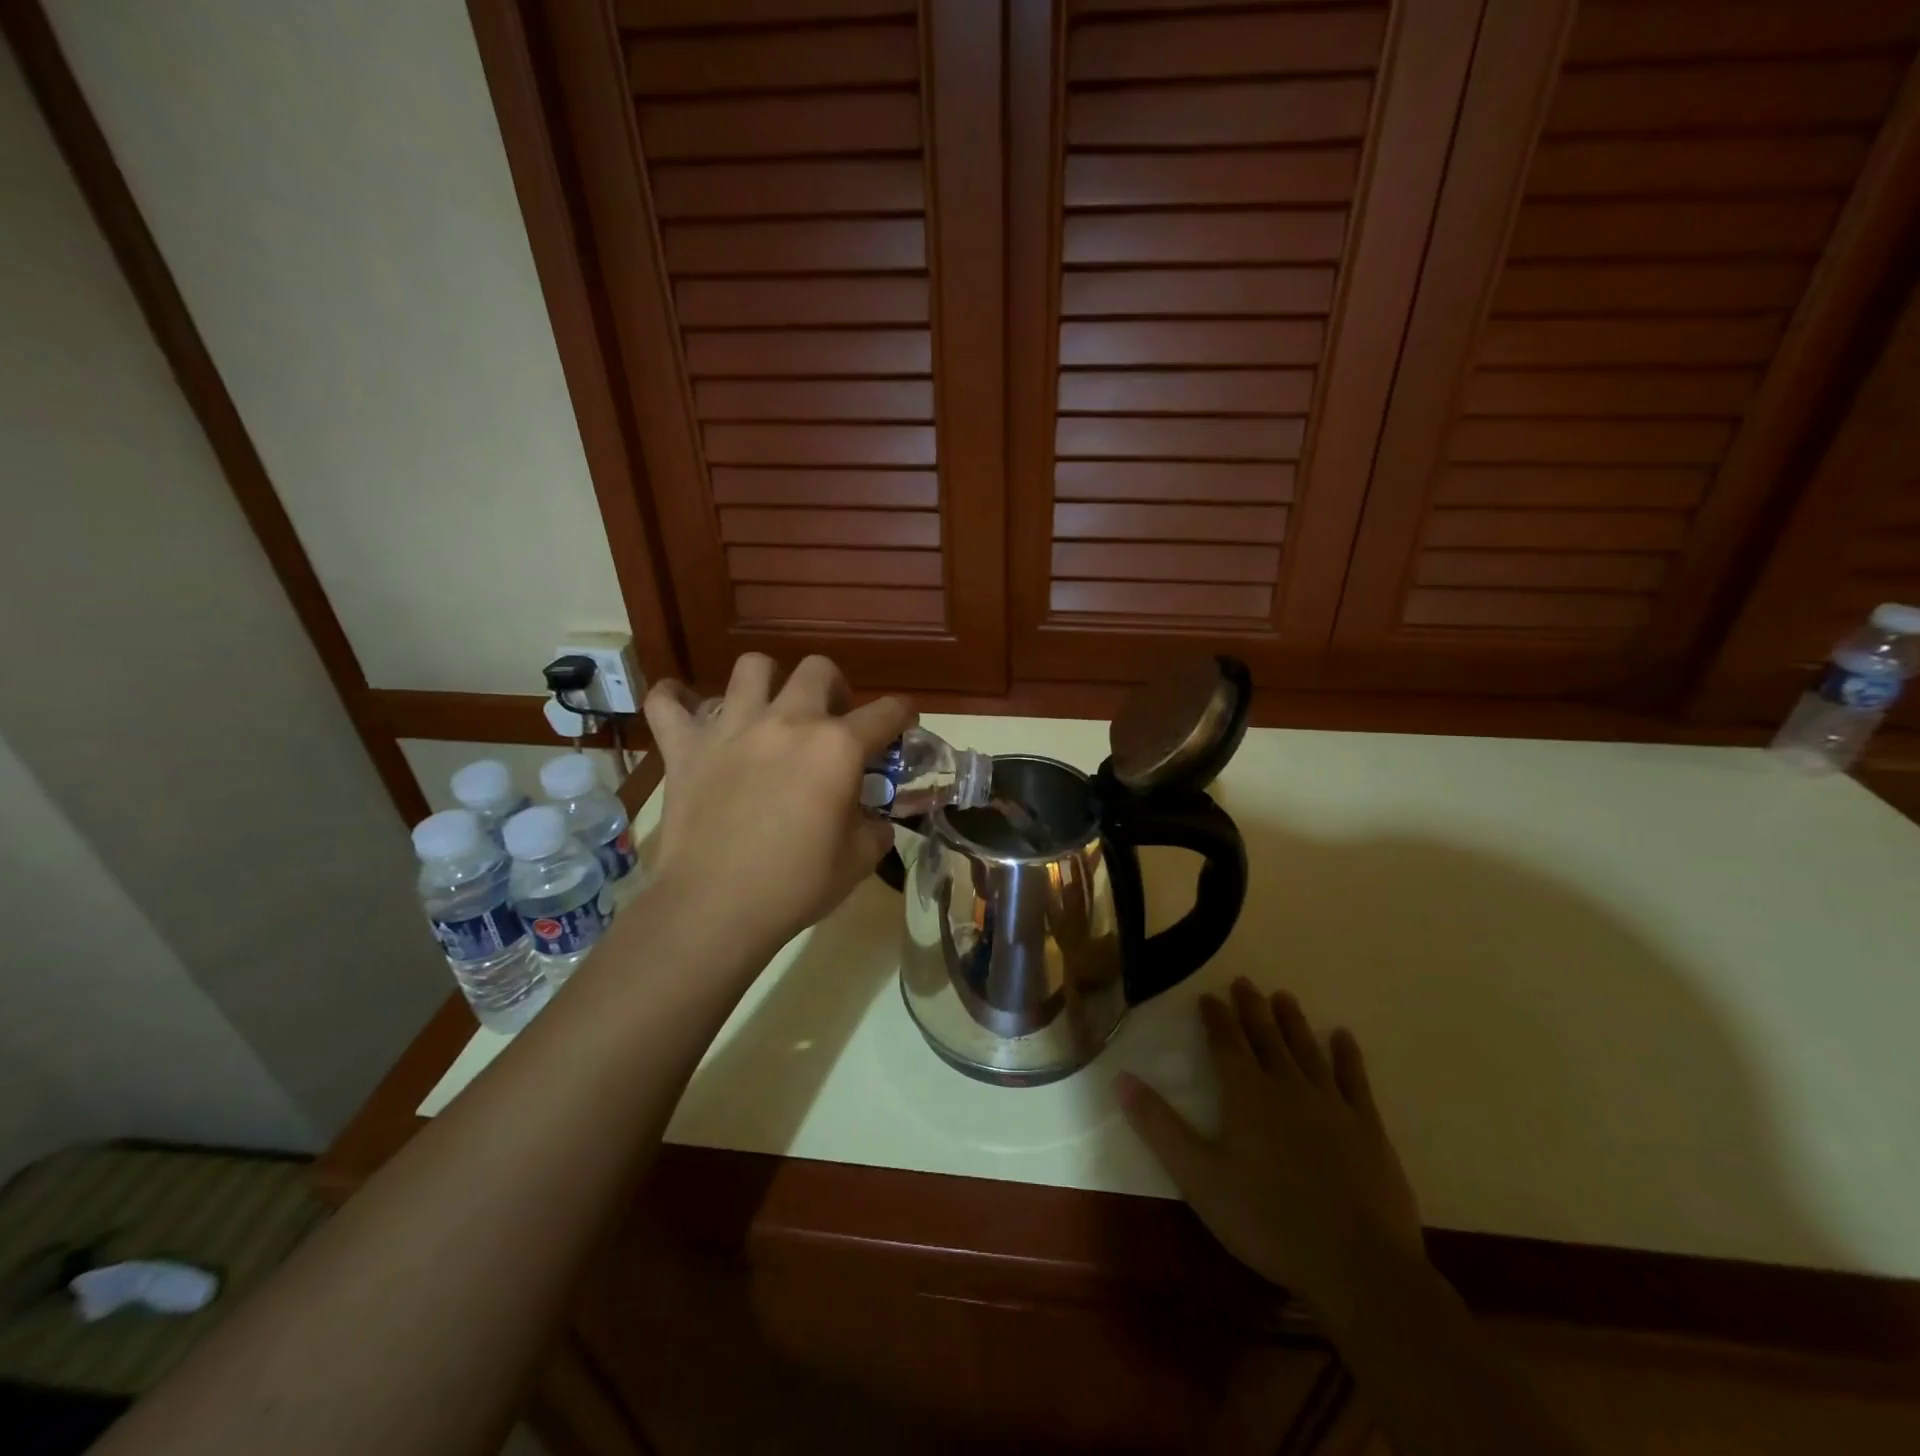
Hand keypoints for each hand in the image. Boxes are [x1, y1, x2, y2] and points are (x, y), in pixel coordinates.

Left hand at [642, 654, 911, 953]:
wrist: (716, 908)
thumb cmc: (796, 885)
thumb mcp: (858, 861)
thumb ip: (875, 828)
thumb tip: (875, 820)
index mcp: (837, 747)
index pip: (886, 712)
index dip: (904, 714)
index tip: (904, 722)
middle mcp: (788, 721)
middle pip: (818, 670)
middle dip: (835, 687)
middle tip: (831, 719)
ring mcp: (732, 728)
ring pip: (751, 667)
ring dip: (766, 681)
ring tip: (768, 708)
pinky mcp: (685, 747)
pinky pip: (667, 703)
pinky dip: (675, 699)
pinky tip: (684, 708)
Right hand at [1118, 980, 1423, 1309]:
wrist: (1358, 1266)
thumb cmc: (1268, 1221)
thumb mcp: (1199, 1178)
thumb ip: (1159, 1126)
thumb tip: (1120, 1078)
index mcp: (1247, 1095)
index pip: (1226, 1044)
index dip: (1216, 1018)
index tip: (1209, 996)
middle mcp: (1288, 1087)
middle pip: (1266, 1038)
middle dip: (1253, 1009)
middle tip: (1245, 982)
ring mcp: (1332, 1106)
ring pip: (1307, 1050)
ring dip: (1293, 1022)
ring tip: (1284, 997)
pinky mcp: (1368, 1129)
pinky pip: (1355, 1081)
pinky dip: (1347, 1056)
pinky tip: (1343, 1037)